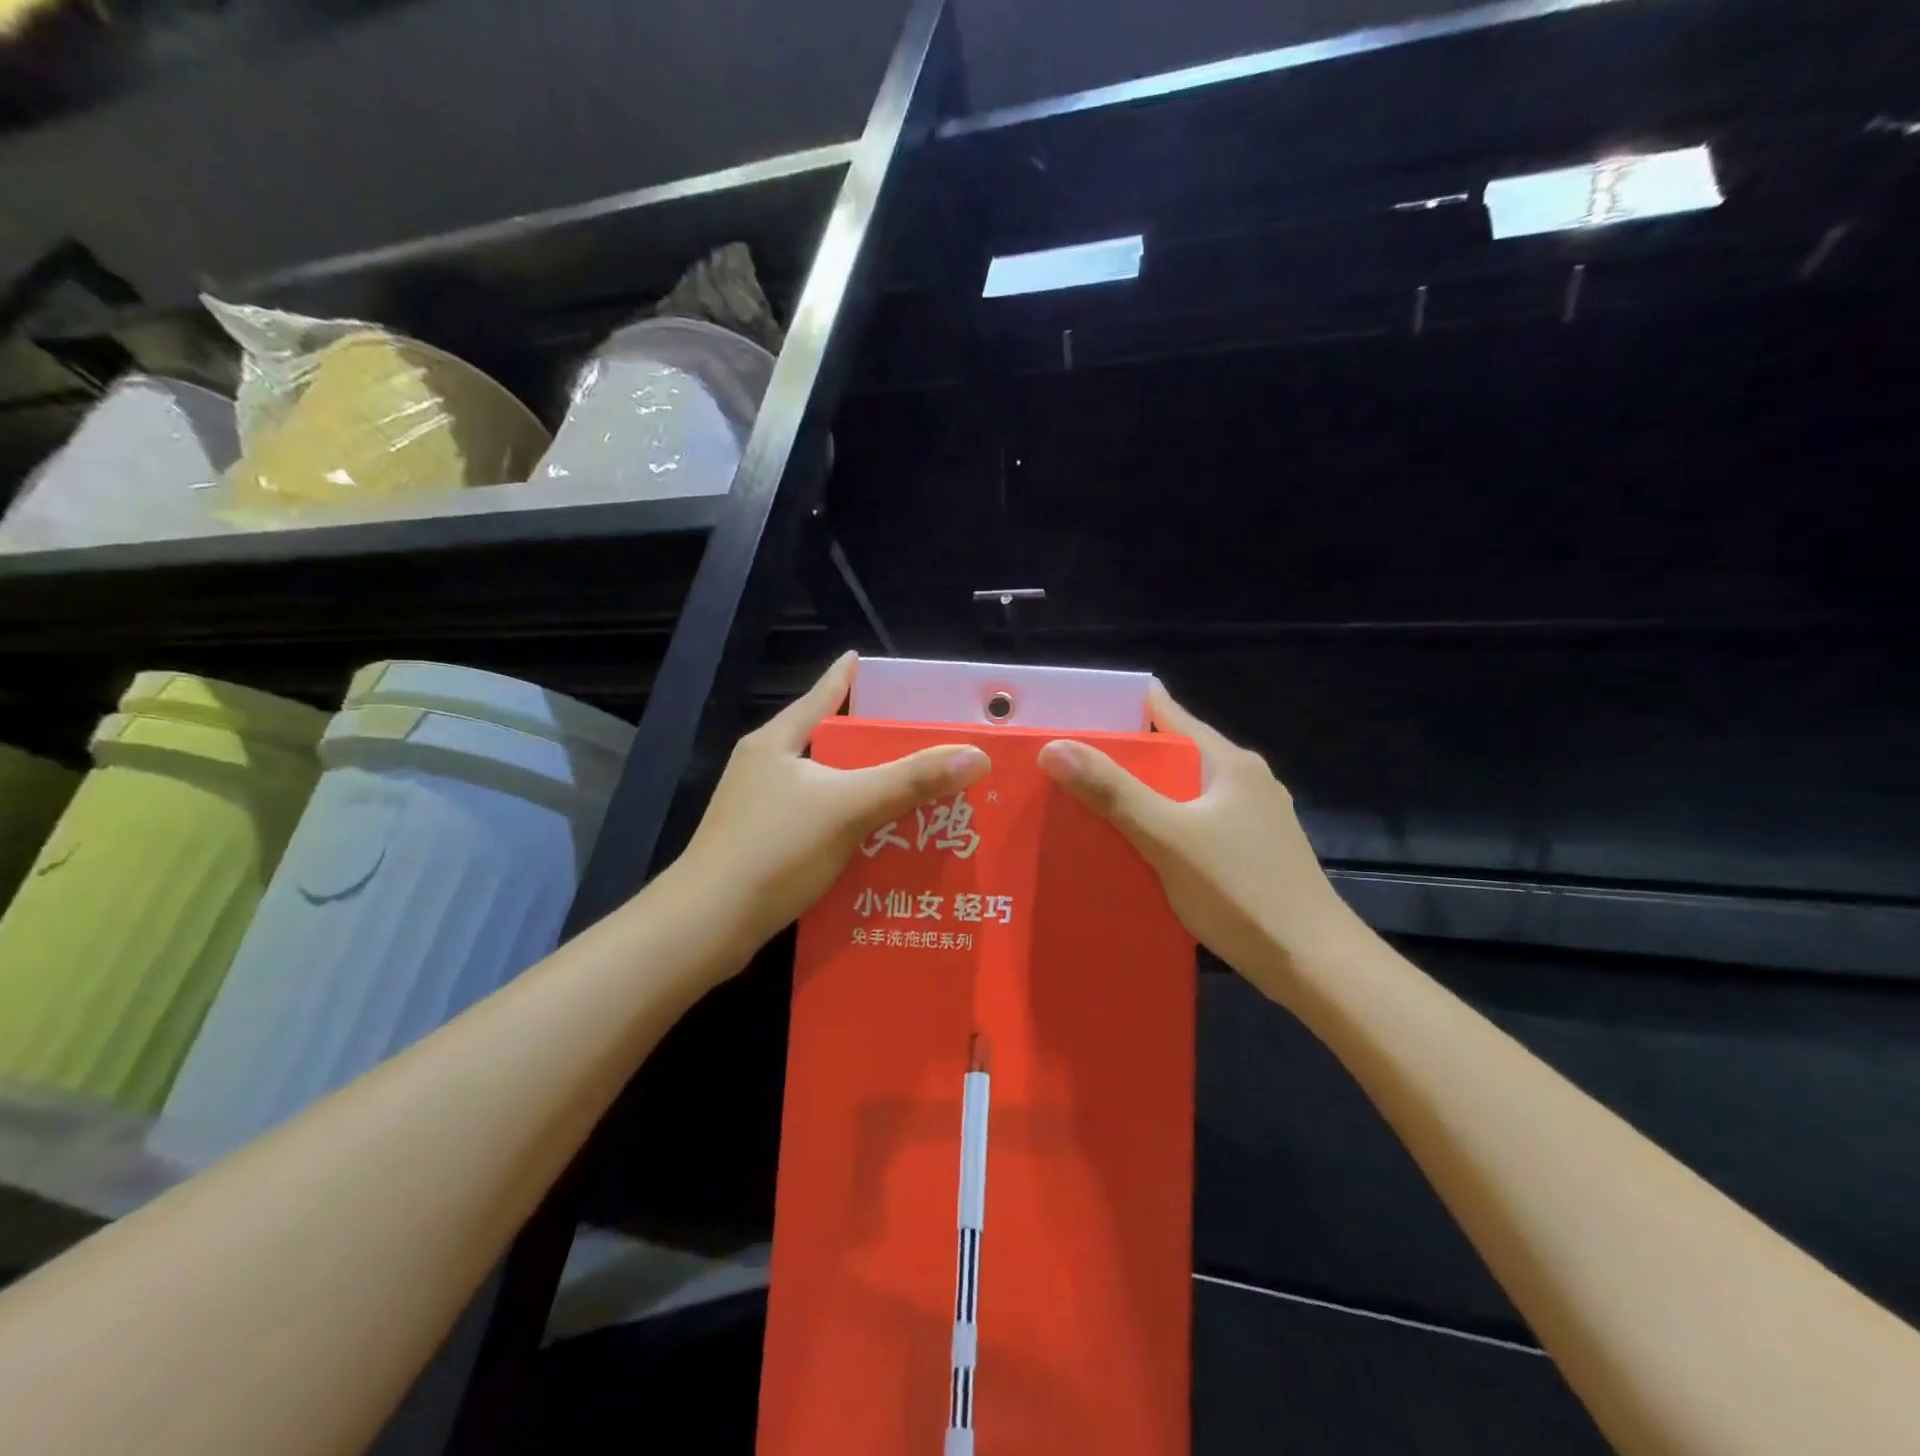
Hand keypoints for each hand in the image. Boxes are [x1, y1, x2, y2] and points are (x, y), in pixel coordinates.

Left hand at [675, 652, 991, 958]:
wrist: (706, 926)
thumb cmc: (774, 850)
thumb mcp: (849, 807)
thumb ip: (911, 780)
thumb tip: (976, 755)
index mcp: (777, 742)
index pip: (822, 695)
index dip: (849, 677)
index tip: (873, 662)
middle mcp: (766, 768)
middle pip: (829, 743)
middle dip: (873, 744)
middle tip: (923, 743)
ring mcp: (760, 810)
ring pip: (826, 788)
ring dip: (865, 791)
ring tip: (914, 793)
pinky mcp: (763, 847)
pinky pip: (819, 825)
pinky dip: (850, 828)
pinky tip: (881, 844)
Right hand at [1037, 684, 1360, 1000]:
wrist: (1314, 966)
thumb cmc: (1241, 891)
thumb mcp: (1167, 837)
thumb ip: (1112, 791)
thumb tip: (1054, 747)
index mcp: (1228, 762)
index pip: (1167, 714)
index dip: (1119, 710)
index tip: (1071, 715)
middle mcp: (1243, 781)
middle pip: (1171, 756)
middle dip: (1121, 759)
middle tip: (1064, 767)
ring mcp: (1251, 819)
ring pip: (1181, 794)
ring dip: (1139, 797)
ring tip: (1086, 806)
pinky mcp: (1250, 853)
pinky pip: (1192, 825)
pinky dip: (1160, 827)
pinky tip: (1133, 848)